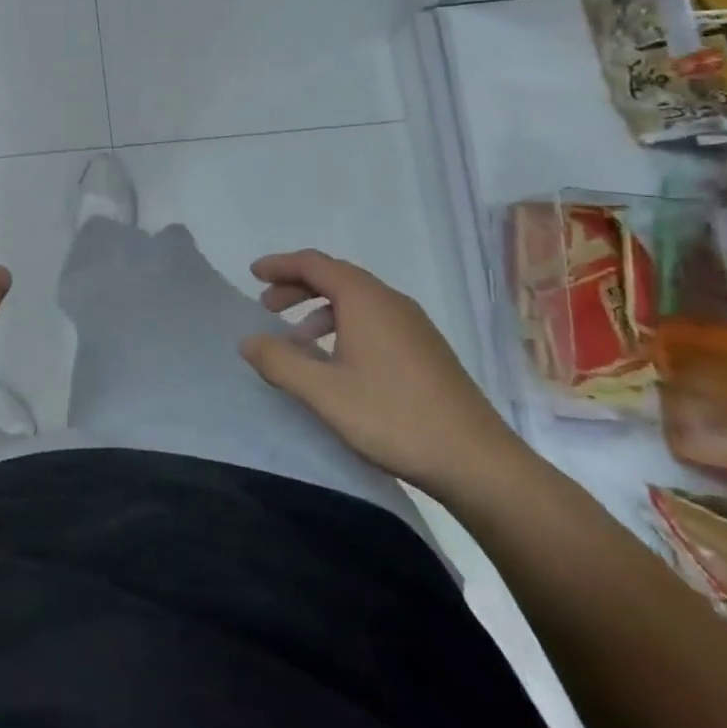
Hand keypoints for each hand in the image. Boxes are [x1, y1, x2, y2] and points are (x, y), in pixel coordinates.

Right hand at [238, 249, 524, 494]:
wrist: (479, 463)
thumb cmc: (394, 418)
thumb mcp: (323, 392)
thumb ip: (279, 361)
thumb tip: (248, 340)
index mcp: (366, 300)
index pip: (315, 264)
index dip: (280, 265)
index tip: (253, 274)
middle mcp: (391, 303)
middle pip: (336, 277)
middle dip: (297, 286)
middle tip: (267, 306)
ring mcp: (414, 326)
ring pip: (357, 301)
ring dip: (320, 309)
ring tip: (296, 338)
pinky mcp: (426, 351)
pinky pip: (374, 320)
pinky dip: (344, 326)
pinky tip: (337, 362)